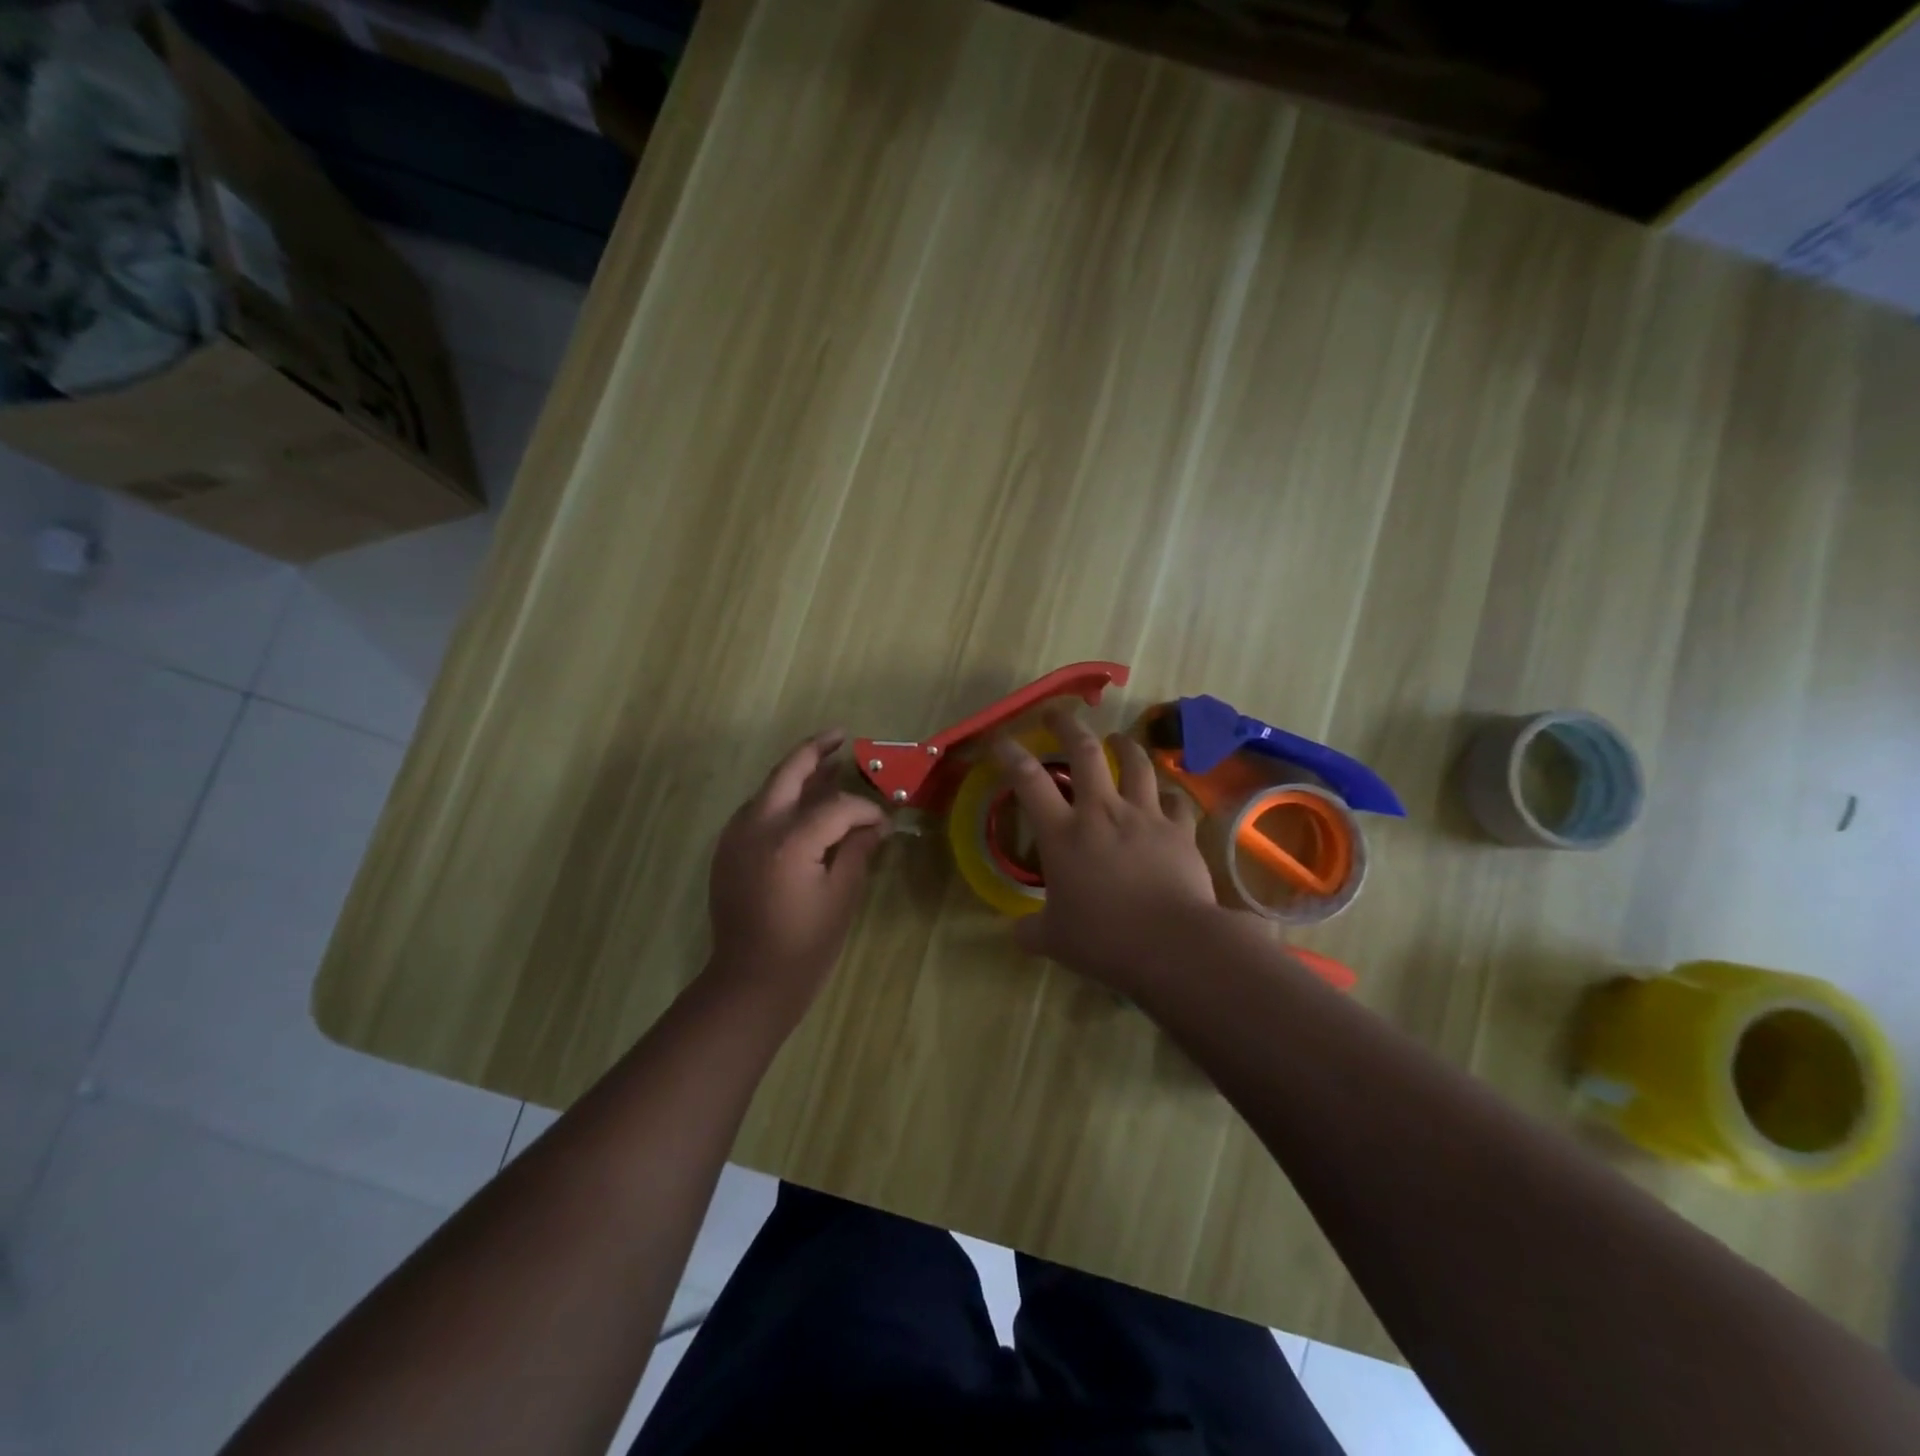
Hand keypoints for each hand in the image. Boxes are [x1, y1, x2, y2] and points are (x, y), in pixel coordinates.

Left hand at [707, 730, 888, 1013]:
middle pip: (788, 773)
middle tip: (840, 736)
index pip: (837, 807)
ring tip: (827, 764)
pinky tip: (800, 805)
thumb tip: (876, 824)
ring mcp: (736, 837)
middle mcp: (757, 828)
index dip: (865, 810)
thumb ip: (858, 850)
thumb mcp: (842, 897)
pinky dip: (781, 799)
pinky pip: (757, 810)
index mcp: (790, 841)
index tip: (885, 823)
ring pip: (769, 789)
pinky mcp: (727, 850)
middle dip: (815, 750)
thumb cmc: (804, 944)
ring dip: (797, 774)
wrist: (749, 981)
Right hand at [993, 708, 1218, 993]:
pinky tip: (1164, 796)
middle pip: (1084, 751)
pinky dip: (1166, 794)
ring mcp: (1144, 816)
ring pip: (1135, 763)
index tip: (1000, 739)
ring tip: (1117, 739)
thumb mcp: (1054, 941)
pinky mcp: (1179, 830)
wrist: (1173, 944)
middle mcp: (1101, 812)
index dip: (1010, 753)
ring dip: (1123, 746)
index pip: (1027, 780)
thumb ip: (1030, 931)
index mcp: (1063, 834)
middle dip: (1067, 725)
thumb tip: (1017, 933)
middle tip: (1057, 714)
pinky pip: (1174, 799)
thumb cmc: (1105, 940)